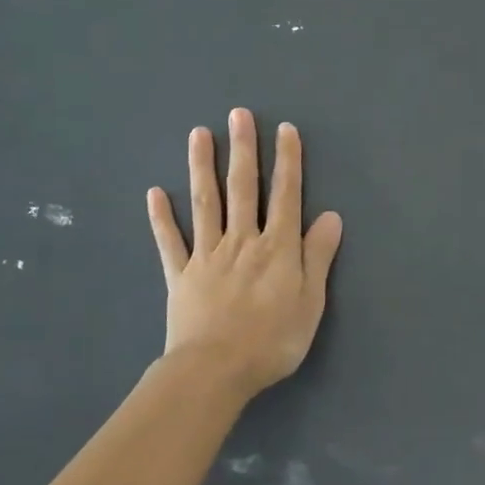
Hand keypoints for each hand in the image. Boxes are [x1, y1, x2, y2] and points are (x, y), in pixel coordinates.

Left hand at [147, 109, 343, 402]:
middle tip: (238, 114)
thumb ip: (318, 256)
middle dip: (242, 149)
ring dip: (202, 168)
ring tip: (198, 134)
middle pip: (242, 188)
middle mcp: (242, 241)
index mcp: (276, 247)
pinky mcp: (181, 275)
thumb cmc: (272, 340)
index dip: (287, 161)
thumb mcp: (310, 302)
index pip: (285, 195)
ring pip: (205, 204)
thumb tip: (330, 215)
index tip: (285, 129)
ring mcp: (207, 255)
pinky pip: (170, 241)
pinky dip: (162, 217)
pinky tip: (154, 192)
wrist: (215, 371)